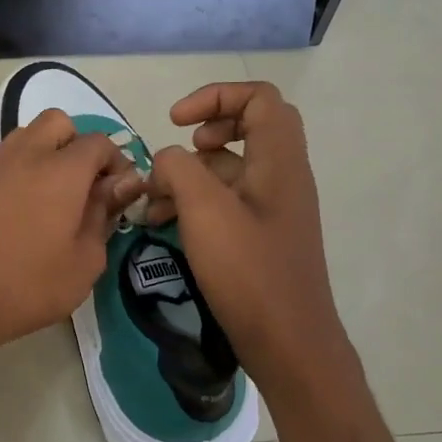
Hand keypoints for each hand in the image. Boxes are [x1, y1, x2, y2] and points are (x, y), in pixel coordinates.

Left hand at [0, 108, 143, 363]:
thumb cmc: (28, 284)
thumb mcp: (84, 262)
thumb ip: (103, 217)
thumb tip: (115, 189)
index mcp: (62, 169)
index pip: (99, 142)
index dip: (117, 164)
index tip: (120, 197)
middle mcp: (28, 155)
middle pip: (59, 123)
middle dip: (79, 146)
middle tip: (86, 188)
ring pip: (29, 136)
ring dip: (49, 153)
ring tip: (57, 198)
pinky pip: (8, 160)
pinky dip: (25, 170)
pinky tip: (29, 210)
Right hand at [144, 82, 344, 391]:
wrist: (289, 344)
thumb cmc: (249, 273)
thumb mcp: (205, 212)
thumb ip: (179, 169)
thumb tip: (166, 159)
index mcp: (279, 161)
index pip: (258, 98)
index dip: (215, 97)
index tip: (175, 122)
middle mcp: (283, 177)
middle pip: (249, 127)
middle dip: (205, 132)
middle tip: (178, 153)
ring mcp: (274, 208)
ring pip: (232, 168)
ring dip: (190, 175)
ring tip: (152, 202)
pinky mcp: (262, 236)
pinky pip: (228, 201)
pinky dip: (196, 202)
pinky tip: (165, 224)